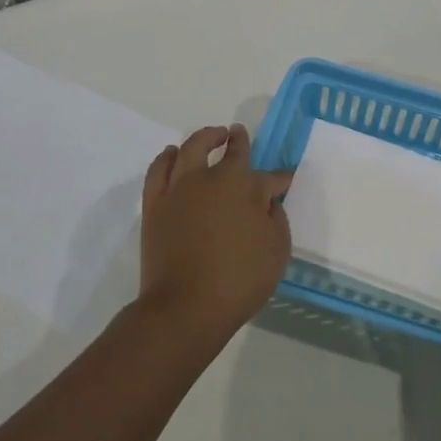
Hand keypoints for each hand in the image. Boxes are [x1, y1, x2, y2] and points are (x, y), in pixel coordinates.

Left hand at [140, 123, 293, 335]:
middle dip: (237, 141)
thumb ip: (275, 219)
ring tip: (211, 136)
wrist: (186, 306)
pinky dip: (167, 157)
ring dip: (203, 138)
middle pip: (227, 151)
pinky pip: (159, 169)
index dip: (280, 178)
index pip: (269, 176)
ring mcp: (179, 188)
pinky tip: (172, 154)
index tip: (286, 178)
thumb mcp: (276, 251)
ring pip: (190, 149)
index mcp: (245, 187)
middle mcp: (211, 178)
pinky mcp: (155, 203)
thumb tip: (266, 202)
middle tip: (238, 133)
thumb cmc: (239, 280)